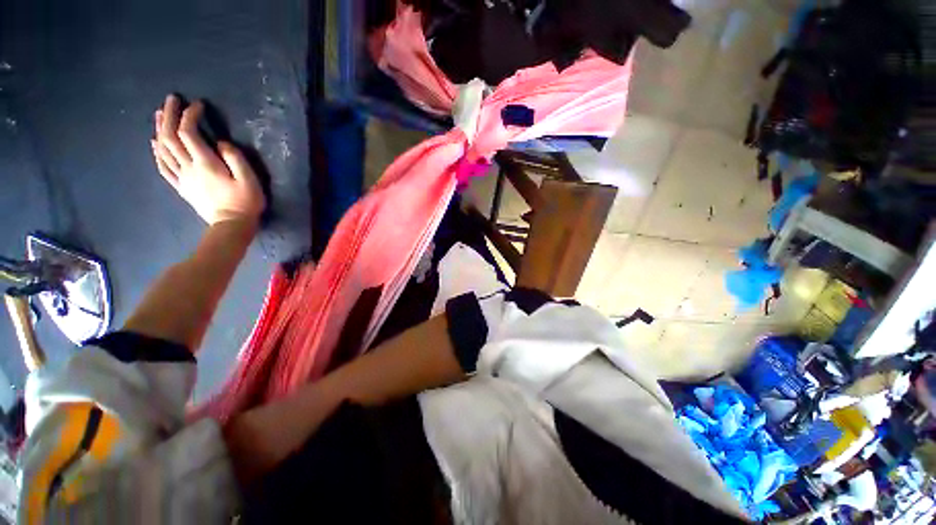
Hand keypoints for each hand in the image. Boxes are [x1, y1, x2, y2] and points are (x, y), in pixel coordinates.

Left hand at [151, 95, 265, 226]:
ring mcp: (182, 177)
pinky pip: (163, 167)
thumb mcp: (249, 179)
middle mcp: (188, 167)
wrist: (231, 225)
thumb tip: (222, 143)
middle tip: (171, 99)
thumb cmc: (245, 202)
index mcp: (205, 163)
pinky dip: (156, 152)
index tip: (198, 105)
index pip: (189, 133)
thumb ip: (236, 158)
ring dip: (159, 129)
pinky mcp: (181, 186)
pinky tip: (155, 143)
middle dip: (169, 115)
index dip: (190, 115)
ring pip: (163, 149)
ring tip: (160, 114)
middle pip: (170, 137)